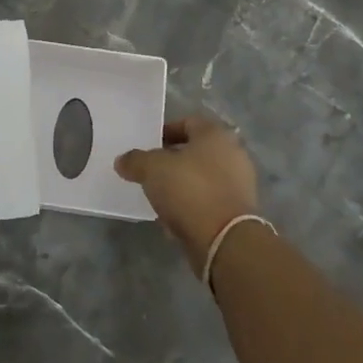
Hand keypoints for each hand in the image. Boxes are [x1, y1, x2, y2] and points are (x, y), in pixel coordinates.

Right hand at [115, 114, 258, 275]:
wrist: (225, 240)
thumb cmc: (190, 190)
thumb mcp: (152, 169)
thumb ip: (135, 160)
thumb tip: (123, 160)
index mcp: (216, 135)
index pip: (188, 122)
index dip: (165, 131)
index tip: (147, 146)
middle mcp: (233, 154)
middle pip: (196, 151)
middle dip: (172, 160)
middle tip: (150, 170)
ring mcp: (240, 184)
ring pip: (202, 177)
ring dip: (182, 184)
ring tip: (158, 196)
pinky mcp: (239, 212)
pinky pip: (209, 201)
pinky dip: (192, 205)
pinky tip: (173, 217)